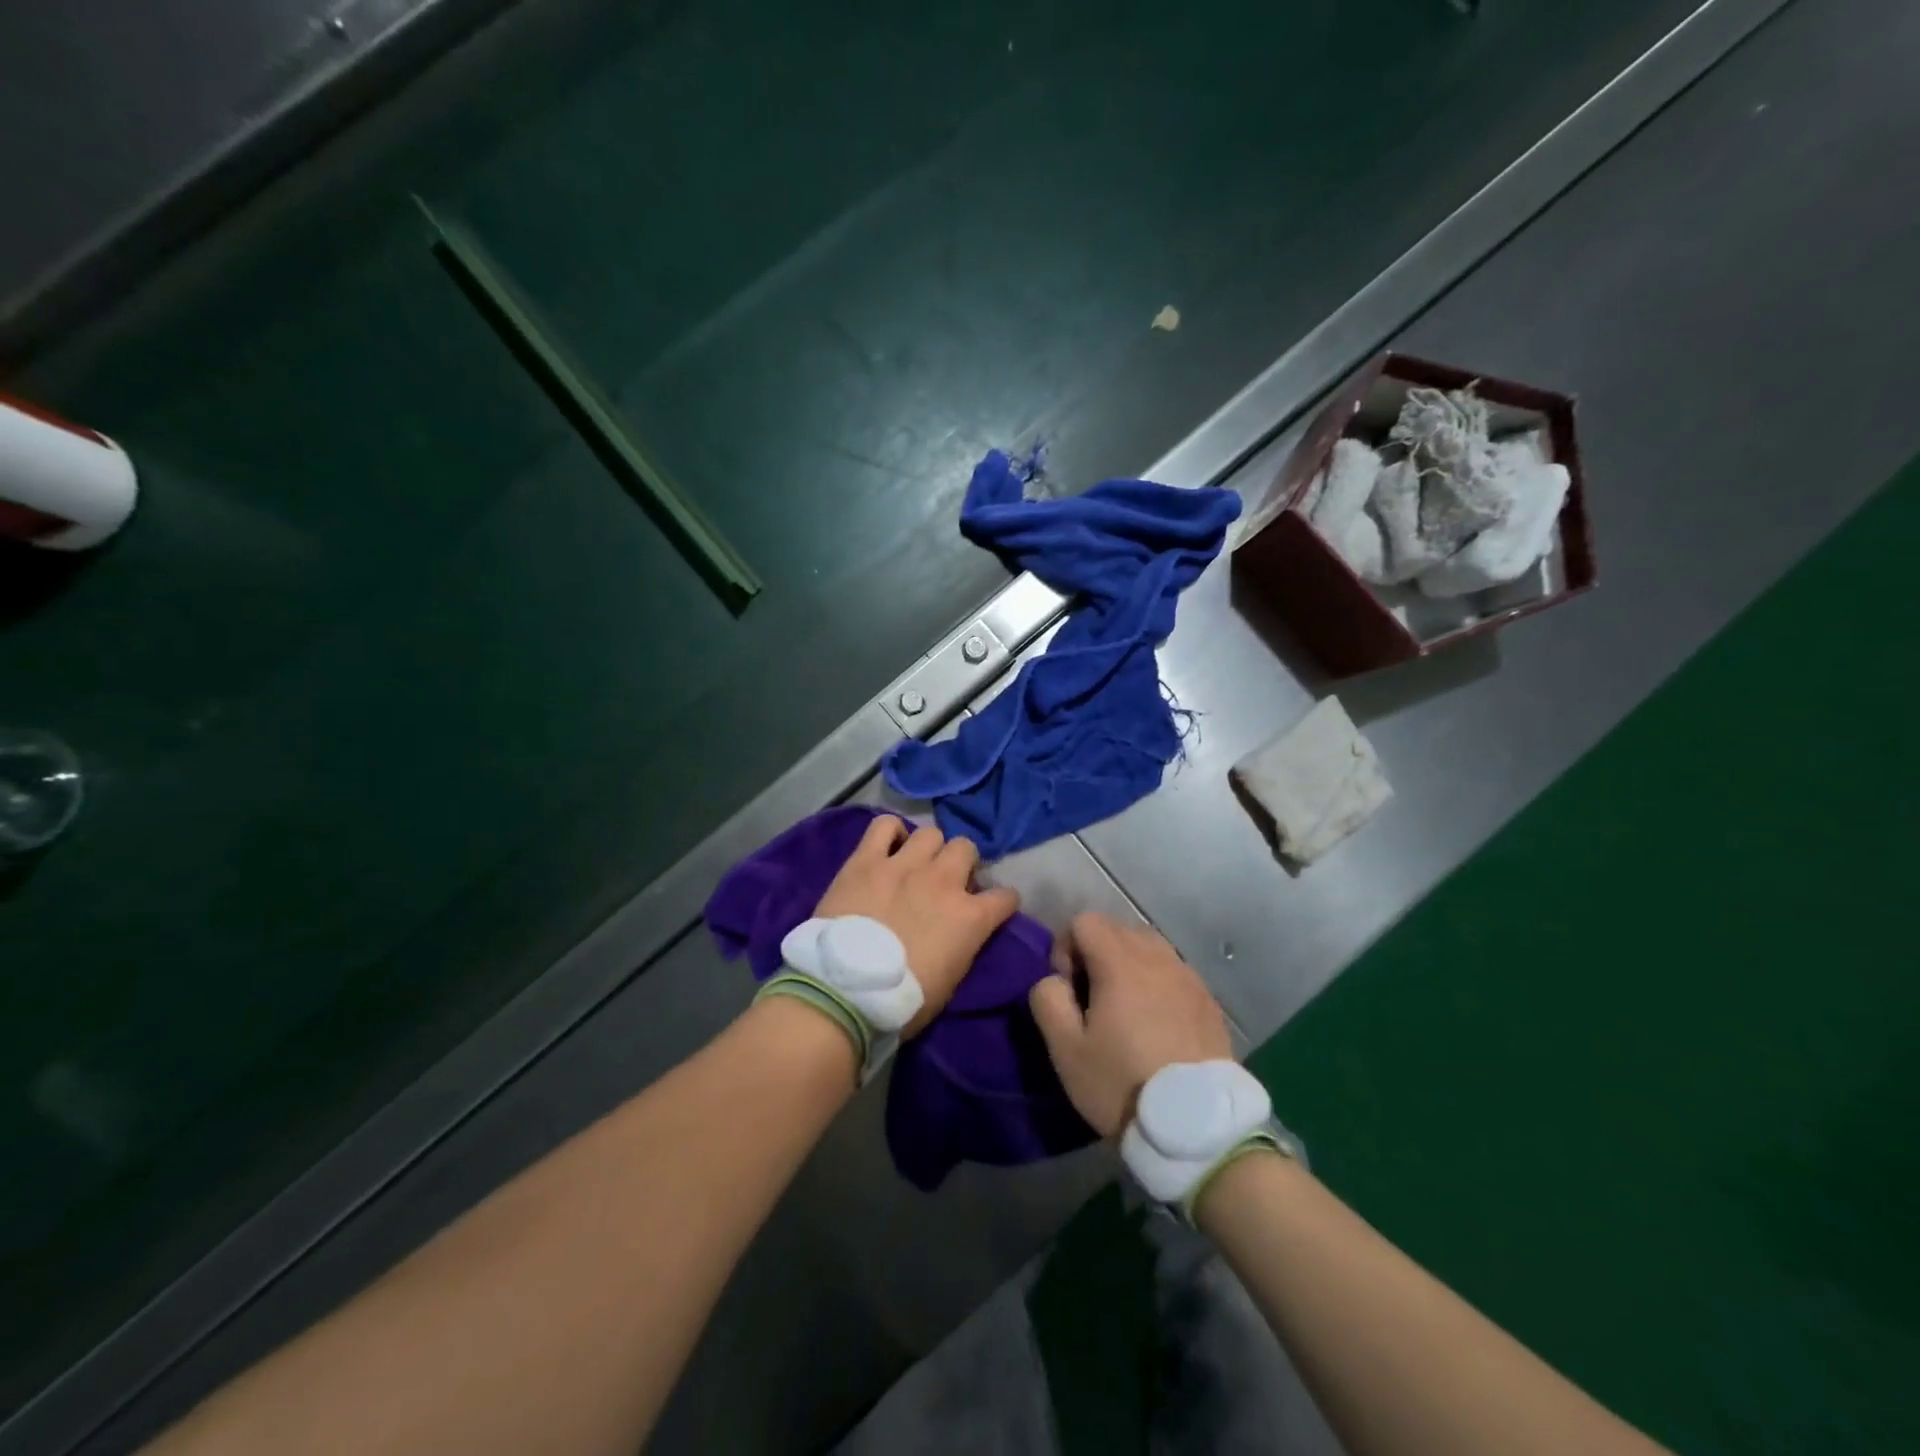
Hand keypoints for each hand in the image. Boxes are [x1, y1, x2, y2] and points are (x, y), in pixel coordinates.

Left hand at [814, 816, 1019, 1036]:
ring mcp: (904, 865)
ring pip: (931, 833)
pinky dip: (890, 832)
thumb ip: (963, 945)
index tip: (992, 909)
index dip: (1001, 903)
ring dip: (929, 848)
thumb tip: (962, 931)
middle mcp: (943, 881)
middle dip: (961, 863)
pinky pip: (884, 826)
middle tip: (946, 882)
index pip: (1006, 896)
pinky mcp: (866, 860)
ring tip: (916, 864)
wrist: (845, 992)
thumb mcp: (951, 981)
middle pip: (966, 848)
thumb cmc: (902, 1001)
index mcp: (970, 917)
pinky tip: (887, 848)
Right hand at [1028, 913, 1232, 1137]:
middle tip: (1093, 999)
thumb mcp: (1066, 1049)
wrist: (1196, 1127)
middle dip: (1097, 953)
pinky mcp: (1209, 1001)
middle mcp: (1158, 958)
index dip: (1067, 948)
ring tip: (1125, 1010)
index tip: (1069, 990)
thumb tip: (1054, 979)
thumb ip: (1047, 999)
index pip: (1085, 921)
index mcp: (1121, 962)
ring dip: (1129, 965)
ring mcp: (1189, 977)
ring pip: (1150, 948)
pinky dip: (1158, 984)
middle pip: (1118, 929)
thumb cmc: (1122, 1084)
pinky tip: (1157, 1025)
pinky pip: (1174, 973)